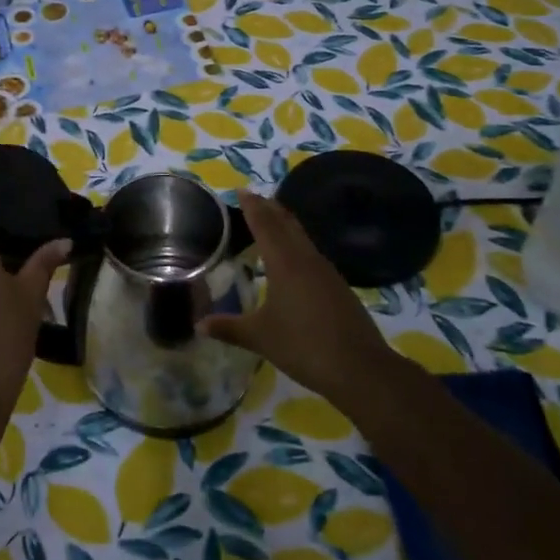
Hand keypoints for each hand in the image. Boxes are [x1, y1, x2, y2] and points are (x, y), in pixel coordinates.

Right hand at [203, 192, 392, 402]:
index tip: (242, 191)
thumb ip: (229, 328)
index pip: (265, 224)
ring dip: (285, 226)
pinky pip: (312, 255)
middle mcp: (307, 259)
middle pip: (287, 224)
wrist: (361, 368)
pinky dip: (297, 246)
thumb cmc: (304, 346)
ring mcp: (327, 272)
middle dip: (270, 209)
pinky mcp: (338, 287)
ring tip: (270, 223)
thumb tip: (198, 324)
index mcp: (285, 263)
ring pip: (302, 238)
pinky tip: (293, 261)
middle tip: (254, 199)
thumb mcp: (260, 337)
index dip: (252, 206)